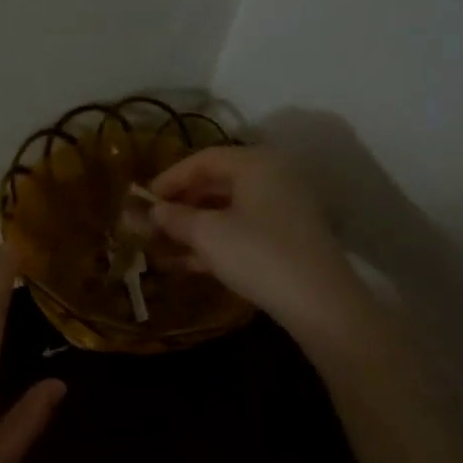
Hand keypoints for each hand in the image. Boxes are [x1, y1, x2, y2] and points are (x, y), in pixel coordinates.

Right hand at [150, 146, 359, 335]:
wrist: (319, 303)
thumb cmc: (258, 255)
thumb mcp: (207, 234)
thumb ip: (174, 218)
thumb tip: (151, 211)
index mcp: (256, 164)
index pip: (203, 159)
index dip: (169, 178)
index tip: (142, 200)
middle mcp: (272, 178)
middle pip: (215, 184)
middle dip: (179, 205)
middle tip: (149, 224)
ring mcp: (281, 210)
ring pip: (226, 211)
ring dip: (191, 227)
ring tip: (158, 246)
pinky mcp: (284, 240)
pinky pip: (240, 231)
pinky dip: (212, 243)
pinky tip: (183, 263)